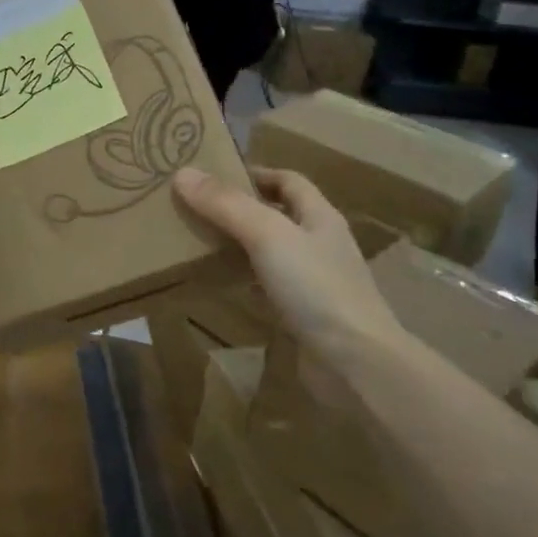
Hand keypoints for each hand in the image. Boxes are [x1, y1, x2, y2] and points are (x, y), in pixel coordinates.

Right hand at [172, 165, 406, 356]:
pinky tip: (216, 284)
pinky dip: (241, 282)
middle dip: (237, 208)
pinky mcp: (301, 316)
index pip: (288, 180)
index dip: (254, 172)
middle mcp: (318, 244)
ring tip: (195, 241)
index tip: (213, 174)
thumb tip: (182, 173)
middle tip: (193, 207)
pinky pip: (265, 288)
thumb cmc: (316, 287)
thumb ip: (226, 204)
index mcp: (319, 216)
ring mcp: (312, 282)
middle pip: (276, 214)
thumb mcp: (267, 235)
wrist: (355, 364)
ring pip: (268, 252)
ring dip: (237, 245)